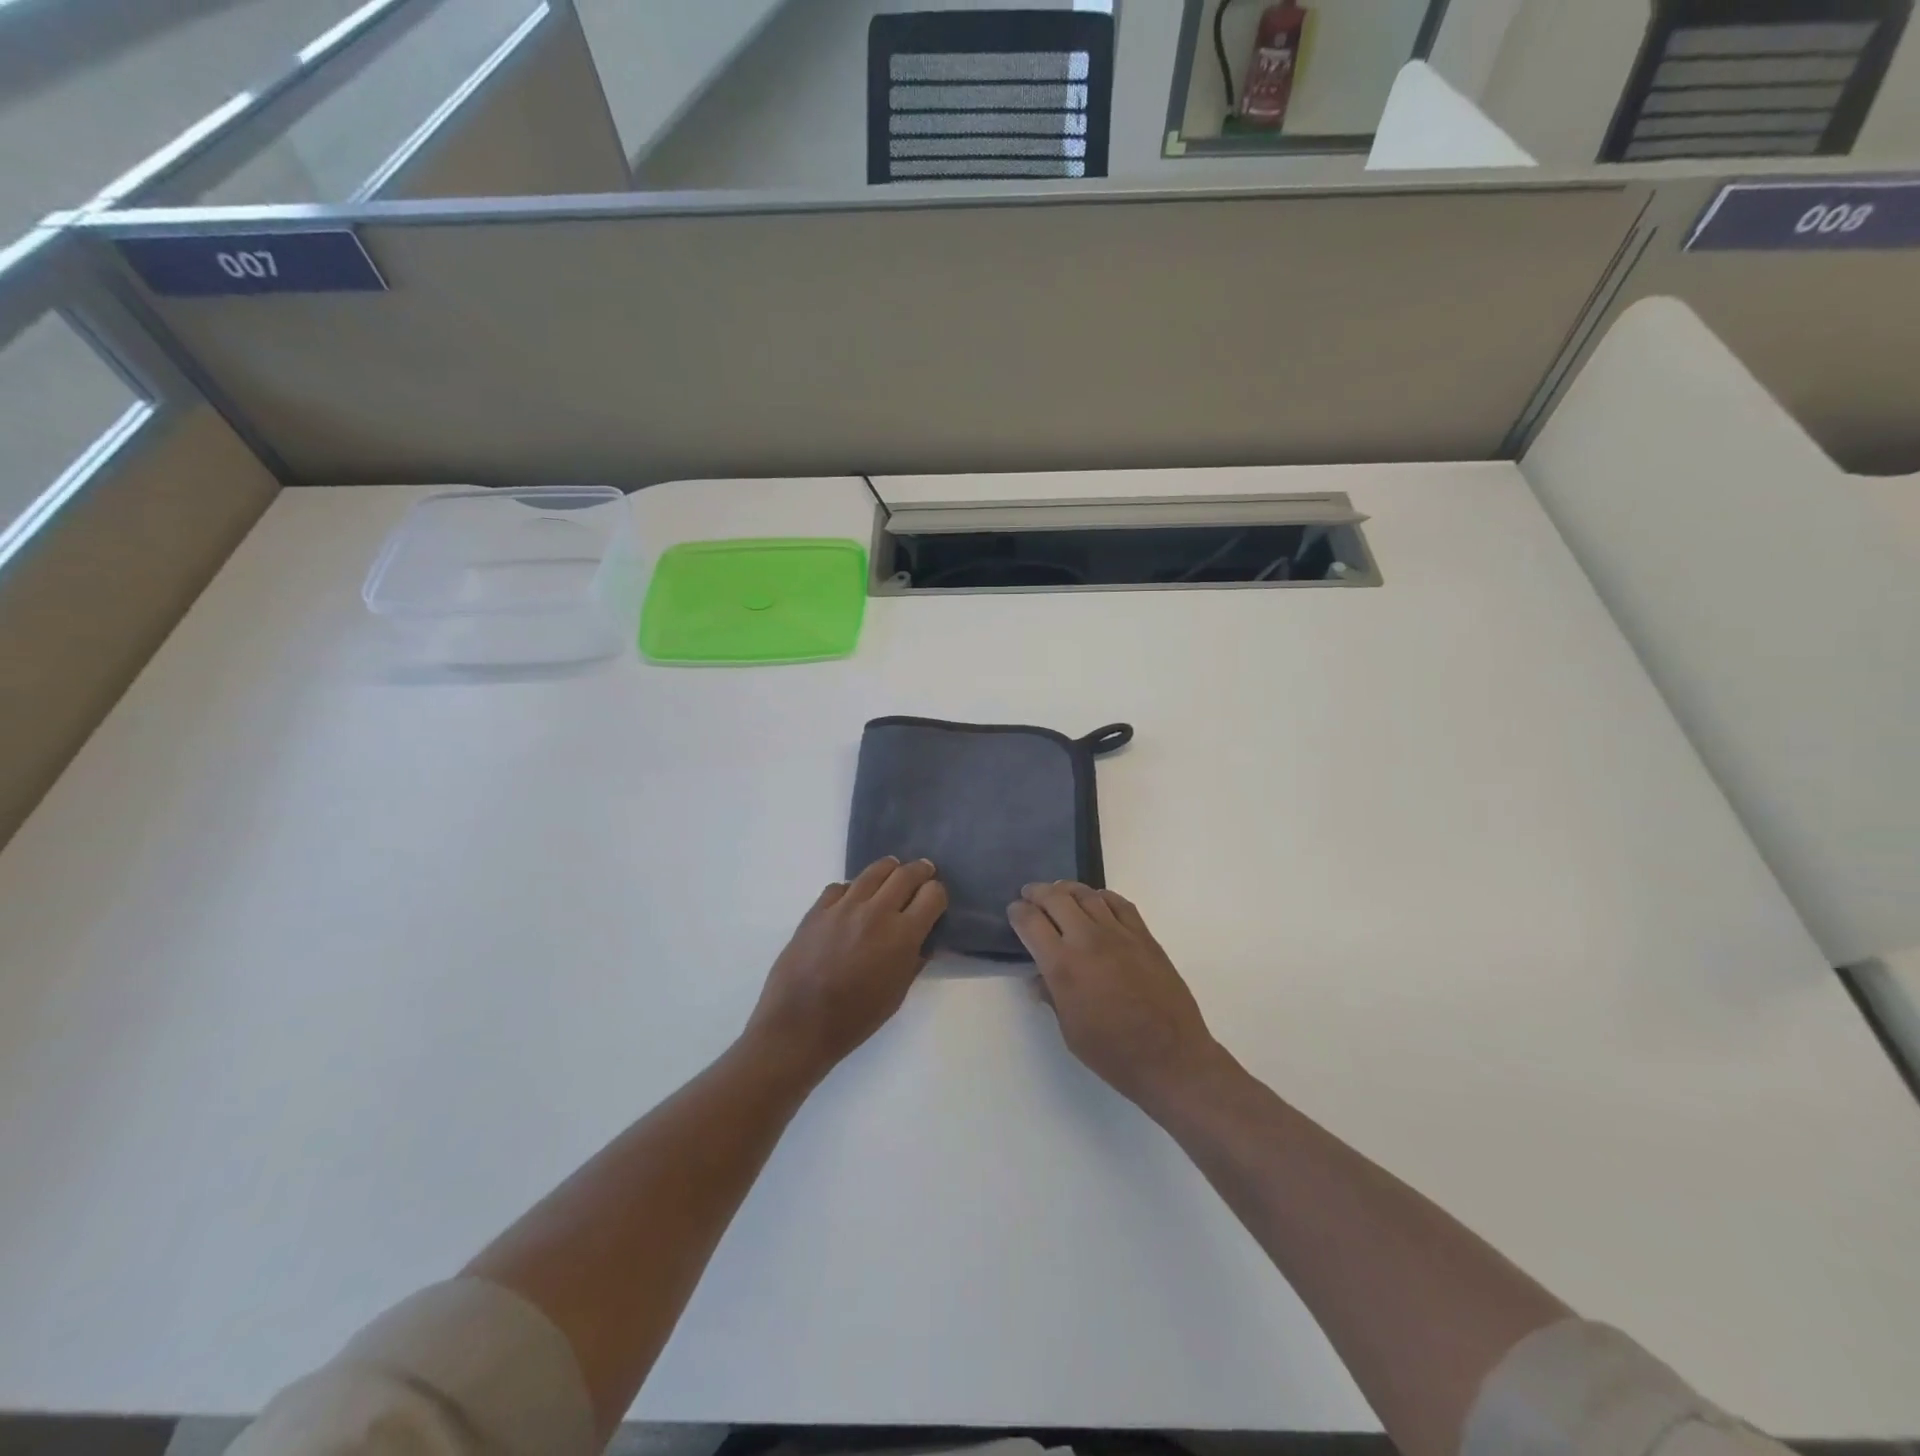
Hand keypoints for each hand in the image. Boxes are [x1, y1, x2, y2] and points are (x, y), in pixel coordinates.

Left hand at [745, 857, 946, 1080]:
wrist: (798, 1025)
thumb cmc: (854, 1019)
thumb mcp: (897, 994)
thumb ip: (913, 961)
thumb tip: (922, 941)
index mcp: (902, 935)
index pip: (933, 894)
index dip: (938, 894)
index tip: (936, 900)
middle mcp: (876, 912)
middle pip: (906, 874)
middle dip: (920, 871)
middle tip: (924, 873)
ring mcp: (844, 907)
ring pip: (874, 871)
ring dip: (890, 869)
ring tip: (893, 872)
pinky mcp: (818, 909)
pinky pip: (841, 887)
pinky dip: (853, 888)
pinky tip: (853, 900)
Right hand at [1009, 882, 1225, 1111]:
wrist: (1172, 1058)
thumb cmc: (1113, 1053)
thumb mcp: (1069, 1031)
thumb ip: (1052, 996)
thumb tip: (1039, 978)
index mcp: (1063, 966)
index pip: (1031, 923)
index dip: (1017, 912)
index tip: (1014, 911)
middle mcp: (1088, 940)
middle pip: (1056, 899)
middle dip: (1037, 893)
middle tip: (1030, 894)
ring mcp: (1119, 934)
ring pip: (1087, 895)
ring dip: (1067, 890)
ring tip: (1059, 892)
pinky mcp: (1144, 936)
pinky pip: (1119, 904)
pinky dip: (1102, 896)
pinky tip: (1096, 901)